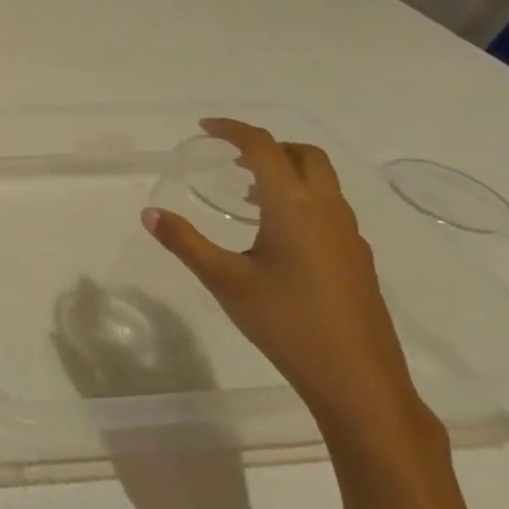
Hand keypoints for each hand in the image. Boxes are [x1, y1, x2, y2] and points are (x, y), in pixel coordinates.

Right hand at [143, 118, 429, 438]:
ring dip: (285, 171)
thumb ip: (185, 242)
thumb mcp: (224, 280)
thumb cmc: (287, 323)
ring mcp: (348, 235)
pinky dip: (299, 198)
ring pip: (321, 181)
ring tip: (245, 191)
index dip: (234, 130)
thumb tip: (150, 213)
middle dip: (267, 145)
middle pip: (304, 155)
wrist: (359, 380)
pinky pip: (327, 207)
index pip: (264, 148)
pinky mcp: (356, 258)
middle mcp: (327, 211)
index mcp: (294, 207)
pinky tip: (274, 233)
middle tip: (230, 156)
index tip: (205, 128)